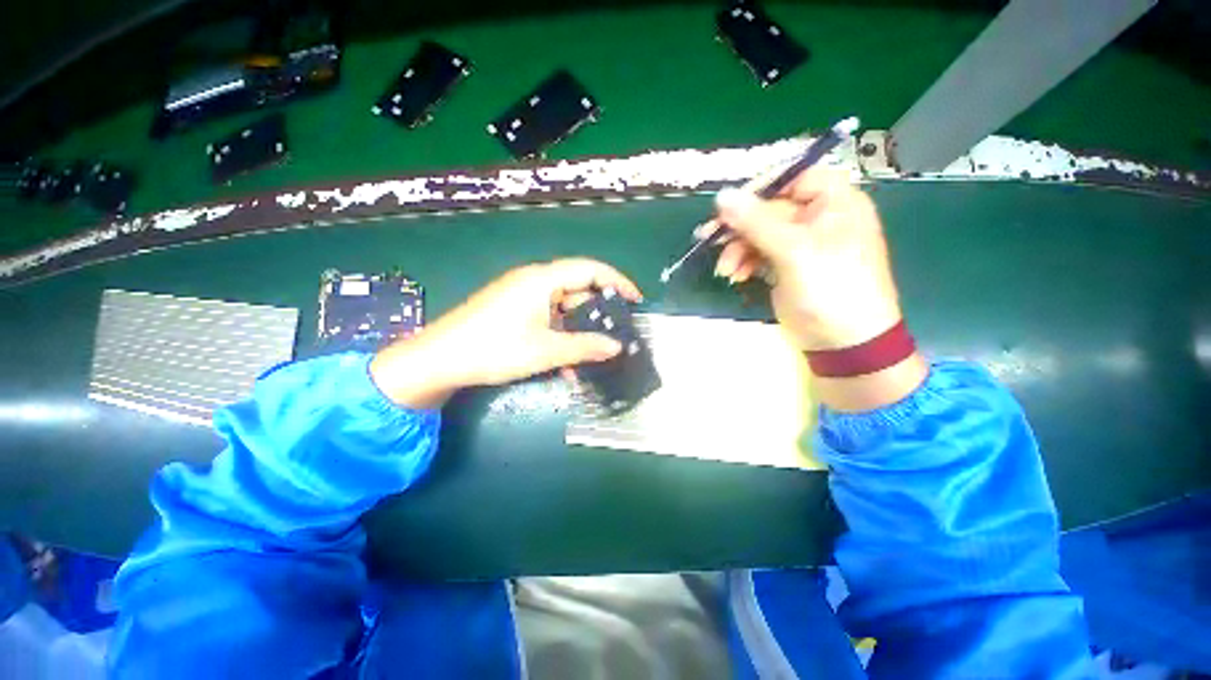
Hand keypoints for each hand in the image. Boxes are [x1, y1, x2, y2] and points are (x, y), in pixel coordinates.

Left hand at [370, 259, 641, 407]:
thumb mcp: (546, 350)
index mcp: (542, 280)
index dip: (617, 281)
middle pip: (577, 288)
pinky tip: (566, 362)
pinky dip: (561, 335)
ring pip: (563, 307)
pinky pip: (547, 317)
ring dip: (579, 330)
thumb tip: (617, 347)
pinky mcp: (513, 310)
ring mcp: (522, 296)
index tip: (635, 300)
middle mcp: (534, 281)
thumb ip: (585, 347)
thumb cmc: (495, 349)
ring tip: (593, 354)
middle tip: (616, 333)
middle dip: (599, 311)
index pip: (590, 269)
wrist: (440, 360)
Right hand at [708, 168, 926, 410]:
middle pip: (769, 208)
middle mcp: (817, 218)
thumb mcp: (794, 252)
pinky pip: (758, 254)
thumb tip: (722, 196)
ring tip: (725, 270)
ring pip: (759, 233)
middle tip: (708, 238)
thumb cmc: (830, 289)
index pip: (793, 177)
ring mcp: (800, 244)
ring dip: (737, 249)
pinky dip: (743, 262)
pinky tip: (734, 275)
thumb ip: (757, 222)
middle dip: (739, 226)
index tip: (728, 204)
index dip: (760, 187)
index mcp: (834, 202)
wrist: (844, 343)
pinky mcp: (787, 265)